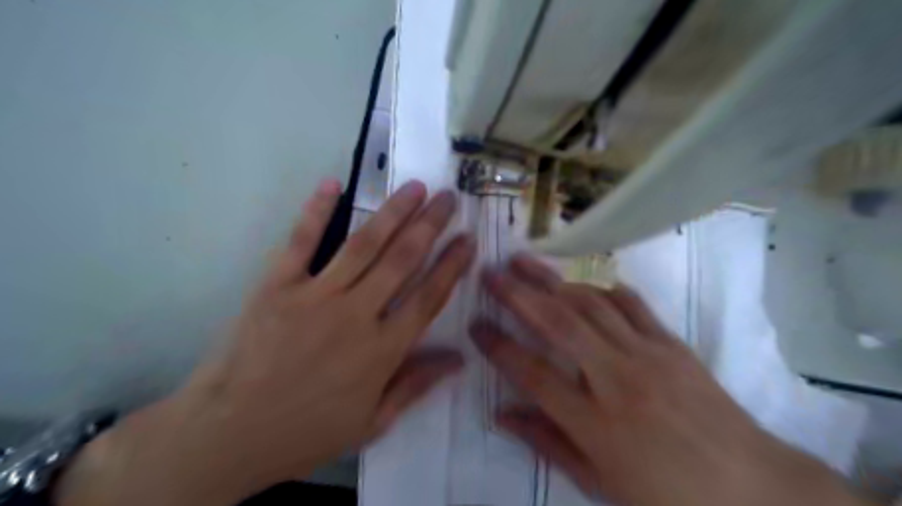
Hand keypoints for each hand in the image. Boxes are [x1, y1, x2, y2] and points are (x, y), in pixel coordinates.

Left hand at [53, 179, 477, 502]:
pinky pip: (300, 242)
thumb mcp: (371, 423)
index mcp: (382, 351)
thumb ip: (416, 386)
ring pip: (363, 245)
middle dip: (430, 225)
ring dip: (393, 212)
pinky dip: (316, 211)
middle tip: (449, 198)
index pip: (428, 298)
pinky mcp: (276, 286)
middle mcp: (355, 315)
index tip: (468, 239)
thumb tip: (459, 359)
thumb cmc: (306, 432)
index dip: (452, 266)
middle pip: (402, 261)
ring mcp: (315, 296)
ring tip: (415, 187)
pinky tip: (333, 184)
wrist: (226, 435)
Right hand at [472, 256, 865, 505]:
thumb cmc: (669, 498)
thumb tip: (501, 415)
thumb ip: (546, 443)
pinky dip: (600, 286)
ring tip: (525, 262)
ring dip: (553, 279)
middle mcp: (616, 379)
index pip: (533, 374)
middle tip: (491, 274)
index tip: (476, 326)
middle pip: (558, 324)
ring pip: (590, 303)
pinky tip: (580, 278)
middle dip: (518, 294)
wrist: (755, 490)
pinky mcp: (671, 342)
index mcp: (595, 423)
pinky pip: (630, 303)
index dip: (499, 347)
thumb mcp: (599, 483)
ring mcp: (647, 354)